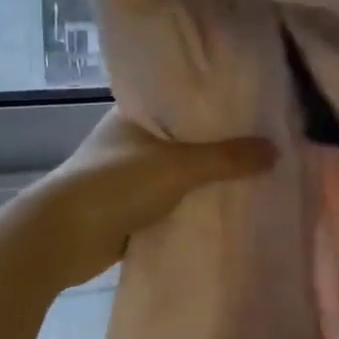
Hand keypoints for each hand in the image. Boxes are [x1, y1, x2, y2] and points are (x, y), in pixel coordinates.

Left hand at [24, 111, 275, 288]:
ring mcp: (126, 178)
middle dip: (216, 146)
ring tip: (252, 176)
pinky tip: (223, 209)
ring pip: (177, 174)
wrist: (62, 238)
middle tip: (261, 145)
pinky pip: (170, 204)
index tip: (250, 107)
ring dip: (204, 180)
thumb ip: (227, 158)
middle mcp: (129, 142)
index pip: (179, 101)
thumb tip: (276, 150)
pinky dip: (191, 207)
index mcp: (132, 116)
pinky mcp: (128, 211)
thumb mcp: (179, 166)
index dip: (212, 104)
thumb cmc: (116, 185)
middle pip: (183, 140)